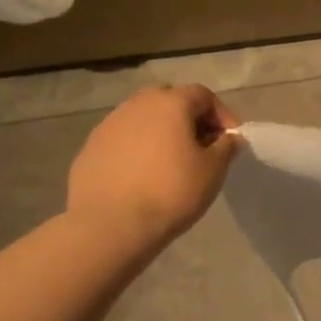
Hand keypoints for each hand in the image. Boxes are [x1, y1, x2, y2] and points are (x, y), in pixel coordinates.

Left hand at [66, 84, 240, 251]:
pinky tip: (143, 176)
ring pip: (143, 119)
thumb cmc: (171, 191)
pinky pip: (123, 140)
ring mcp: (108, 126)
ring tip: (171, 162)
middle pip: (169, 100)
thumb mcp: (213, 170)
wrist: (111, 225)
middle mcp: (136, 105)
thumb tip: (230, 137)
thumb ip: (226, 147)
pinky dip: (138, 149)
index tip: (230, 139)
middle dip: (189, 118)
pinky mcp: (90, 149)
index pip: (202, 94)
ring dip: (161, 133)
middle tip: (201, 146)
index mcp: (169, 104)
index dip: (221, 114)